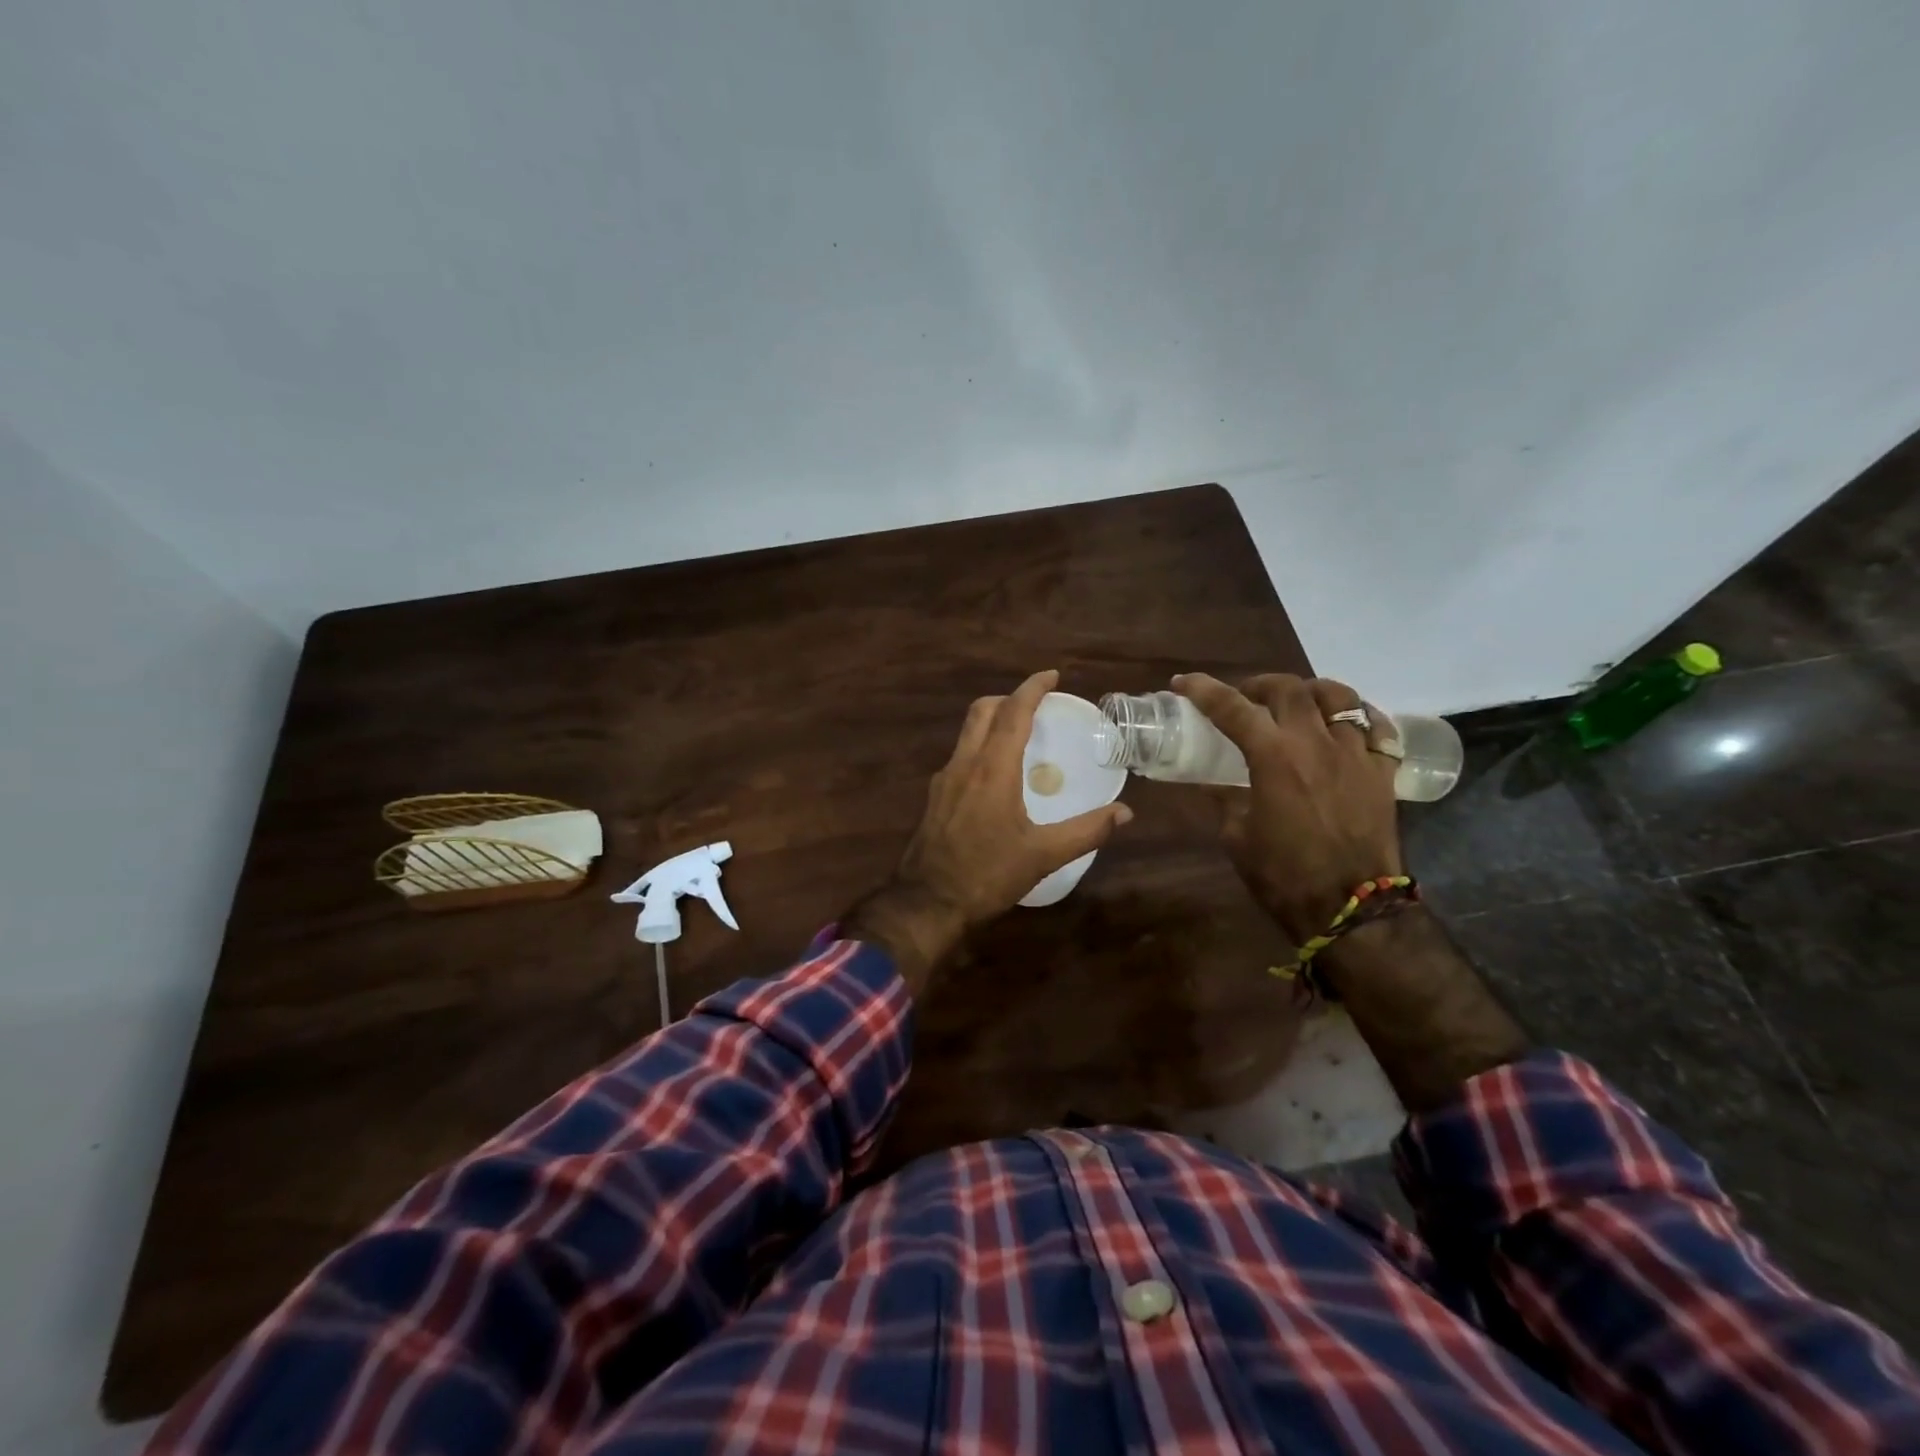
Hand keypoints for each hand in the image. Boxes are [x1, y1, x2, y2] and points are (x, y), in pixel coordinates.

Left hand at [845, 670, 1133, 991]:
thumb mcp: (1043, 856)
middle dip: (1009, 698)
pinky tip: (995, 774)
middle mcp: (964, 764)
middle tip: (1036, 704)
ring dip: (992, 721)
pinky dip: (980, 747)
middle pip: (982, 711)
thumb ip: (1086, 832)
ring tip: (1019, 735)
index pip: (1013, 713)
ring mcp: (944, 780)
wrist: (927, 903)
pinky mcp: (934, 798)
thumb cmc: (987, 875)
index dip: (1032, 688)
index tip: (1051, 675)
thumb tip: (1124, 814)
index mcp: (992, 770)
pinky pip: (960, 756)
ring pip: (967, 732)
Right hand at [1174, 672, 1400, 944]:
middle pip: (1290, 689)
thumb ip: (1225, 799)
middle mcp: (1316, 743)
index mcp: (1274, 758)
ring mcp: (1355, 754)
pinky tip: (1344, 724)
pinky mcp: (1382, 772)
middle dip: (1260, 685)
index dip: (1204, 690)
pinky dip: (1357, 716)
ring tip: (1298, 703)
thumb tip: (1212, 781)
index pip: (1233, 708)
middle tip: (1246, 698)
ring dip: (1311, 691)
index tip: (1184, 682)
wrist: (1350, 907)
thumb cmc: (1283, 875)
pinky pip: (1376, 726)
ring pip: (1339, 697)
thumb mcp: (1237, 836)